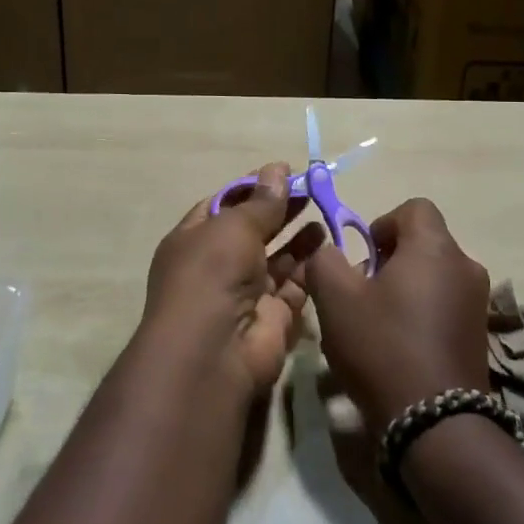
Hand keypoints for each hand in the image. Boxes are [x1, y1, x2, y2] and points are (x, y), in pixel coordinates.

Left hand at [141, 163, 322, 400]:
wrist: (215, 353)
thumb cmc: (212, 274)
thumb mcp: (233, 226)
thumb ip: (260, 201)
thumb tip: (277, 169)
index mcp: (194, 240)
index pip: (223, 205)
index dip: (252, 187)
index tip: (283, 172)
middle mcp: (218, 265)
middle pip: (254, 230)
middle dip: (280, 209)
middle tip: (312, 188)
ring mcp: (246, 293)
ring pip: (277, 257)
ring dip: (298, 236)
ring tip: (324, 210)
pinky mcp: (274, 316)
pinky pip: (295, 284)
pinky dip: (310, 265)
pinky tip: (328, 242)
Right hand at [299, 198, 490, 432]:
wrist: (437, 424)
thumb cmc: (383, 347)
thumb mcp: (335, 299)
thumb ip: (325, 261)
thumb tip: (330, 250)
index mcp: (435, 247)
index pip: (414, 207)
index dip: (382, 223)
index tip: (362, 256)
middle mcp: (465, 266)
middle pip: (424, 243)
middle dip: (390, 260)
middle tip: (364, 293)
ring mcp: (478, 302)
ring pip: (435, 275)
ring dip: (407, 288)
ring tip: (379, 324)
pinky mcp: (480, 335)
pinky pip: (447, 305)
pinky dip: (424, 313)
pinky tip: (401, 348)